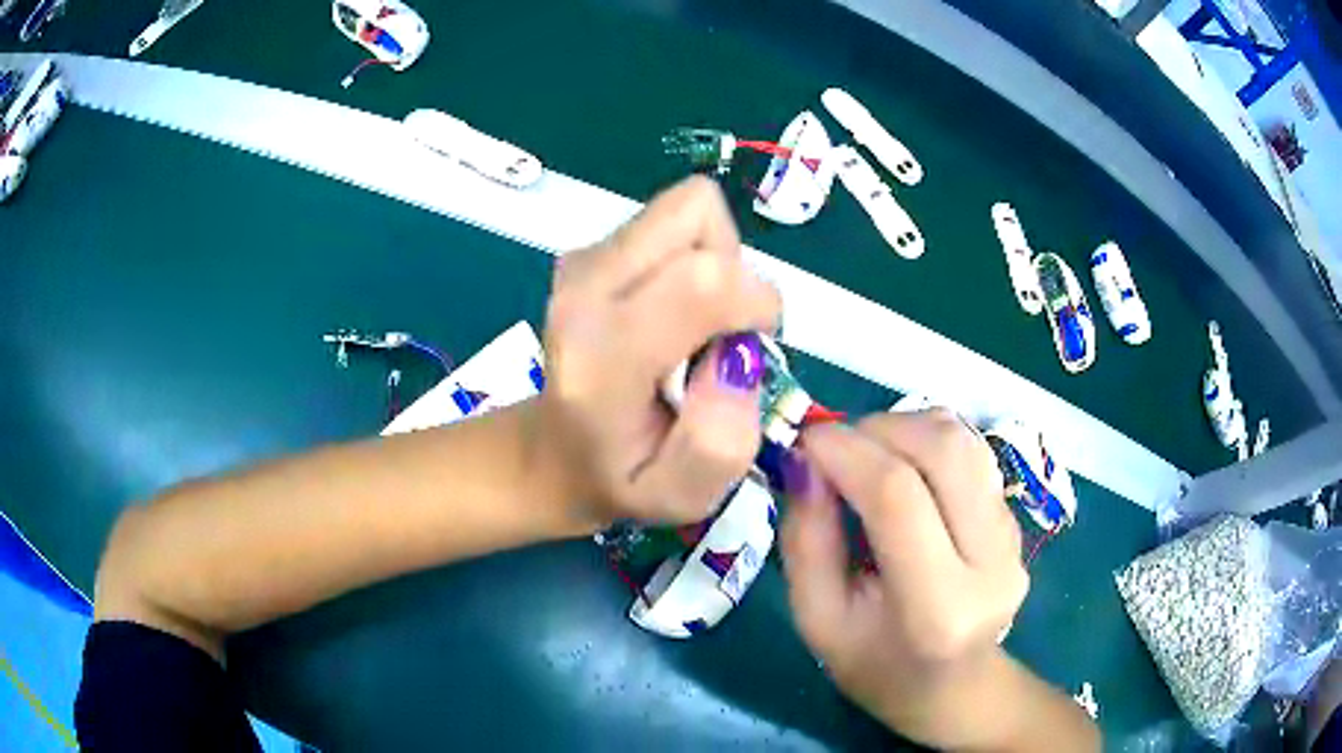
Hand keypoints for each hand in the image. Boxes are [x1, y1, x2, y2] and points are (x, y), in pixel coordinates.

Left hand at [539, 176, 780, 525]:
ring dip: (715, 262)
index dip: (755, 304)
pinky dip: (692, 257)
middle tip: (718, 339)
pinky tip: (670, 311)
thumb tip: (737, 358)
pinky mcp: (590, 249)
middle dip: (735, 272)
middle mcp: (584, 288)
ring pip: (689, 210)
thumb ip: (719, 442)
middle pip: (698, 217)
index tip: (751, 351)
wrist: (550, 453)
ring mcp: (582, 260)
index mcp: (602, 355)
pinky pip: (673, 222)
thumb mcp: (680, 495)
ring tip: (693, 326)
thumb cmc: (619, 477)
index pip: (704, 280)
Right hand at [781, 410, 1030, 748]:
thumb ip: (805, 539)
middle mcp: (991, 562)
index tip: (803, 442)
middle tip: (835, 447)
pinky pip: (972, 453)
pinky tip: (902, 472)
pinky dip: (926, 443)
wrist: (956, 688)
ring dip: (905, 427)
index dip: (845, 453)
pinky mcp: (1016, 519)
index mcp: (938, 607)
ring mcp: (1012, 536)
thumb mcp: (819, 620)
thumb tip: (805, 460)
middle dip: (878, 429)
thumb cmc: (877, 667)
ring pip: (963, 440)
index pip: (897, 497)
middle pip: (943, 450)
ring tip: (867, 455)